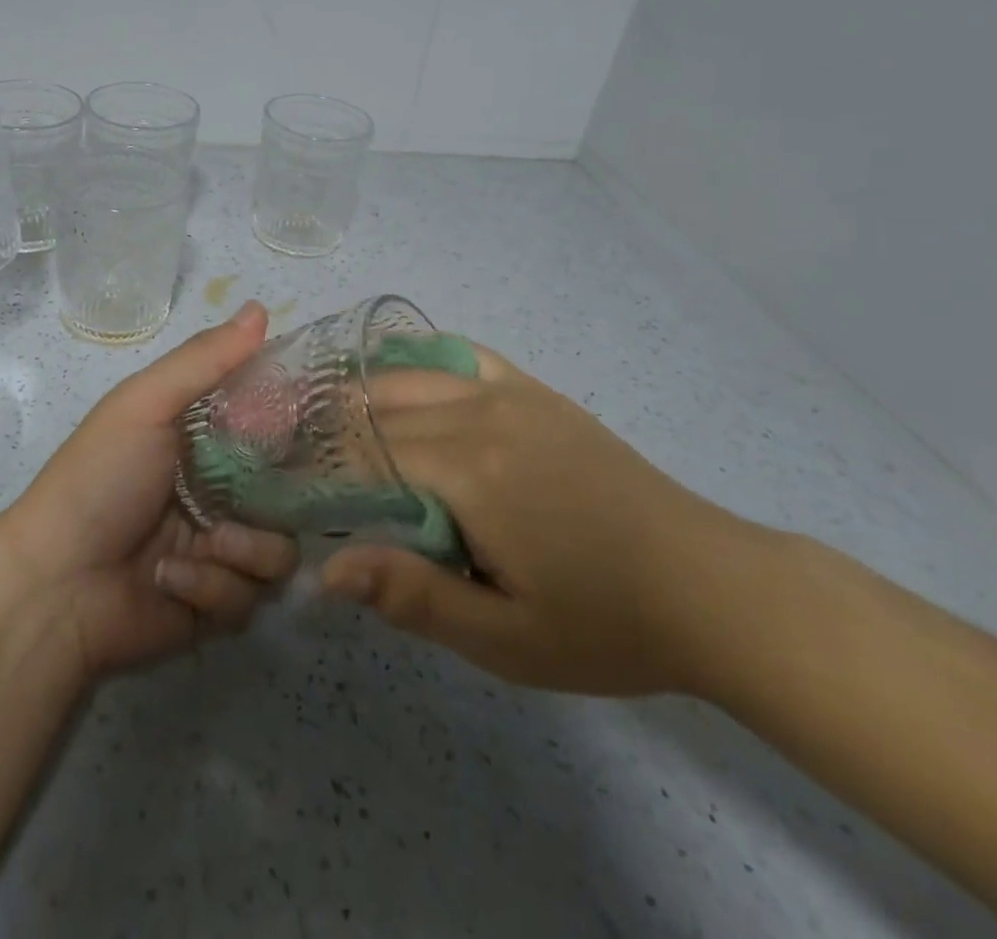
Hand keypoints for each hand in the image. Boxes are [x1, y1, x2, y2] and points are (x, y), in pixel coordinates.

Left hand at [0, 301, 298, 677]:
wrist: (54, 585)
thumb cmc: (100, 479)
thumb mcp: (146, 404)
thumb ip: (204, 360)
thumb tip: (260, 307)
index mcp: (203, 442)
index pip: (269, 425)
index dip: (290, 424)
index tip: (311, 427)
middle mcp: (220, 492)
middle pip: (288, 493)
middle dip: (278, 500)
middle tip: (254, 498)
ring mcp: (220, 550)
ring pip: (279, 548)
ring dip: (244, 548)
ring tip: (206, 544)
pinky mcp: (216, 604)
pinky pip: (250, 596)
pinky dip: (212, 588)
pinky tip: (170, 579)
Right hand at [319, 343, 751, 695]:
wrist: (709, 587)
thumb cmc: (604, 624)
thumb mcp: (506, 638)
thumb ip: (413, 597)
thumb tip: (328, 568)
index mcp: (470, 470)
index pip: (365, 451)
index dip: (320, 467)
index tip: (287, 487)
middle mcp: (482, 413)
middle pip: (381, 407)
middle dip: (332, 429)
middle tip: (300, 458)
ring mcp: (512, 394)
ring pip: (412, 376)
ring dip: (366, 394)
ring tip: (334, 421)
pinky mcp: (537, 392)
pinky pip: (463, 357)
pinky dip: (421, 362)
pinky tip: (404, 378)